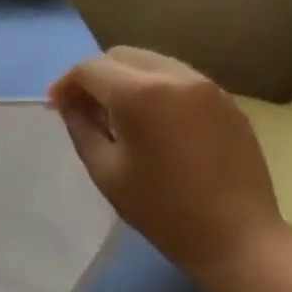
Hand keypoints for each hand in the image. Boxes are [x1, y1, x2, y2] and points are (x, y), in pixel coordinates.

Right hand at [49, 47, 287, 281]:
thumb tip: (68, 101)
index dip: (65, 83)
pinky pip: (180, 80)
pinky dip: (156, 89)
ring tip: (118, 117)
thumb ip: (81, 126)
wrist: (237, 236)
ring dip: (127, 80)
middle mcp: (176, 77)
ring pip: (153, 63)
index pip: (90, 68)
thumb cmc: (160, 208)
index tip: (54, 106)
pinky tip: (153, 124)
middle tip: (84, 110)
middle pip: (122, 55)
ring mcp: (208, 87)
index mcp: (140, 94)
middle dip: (96, 76)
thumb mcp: (104, 169)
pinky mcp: (227, 102)